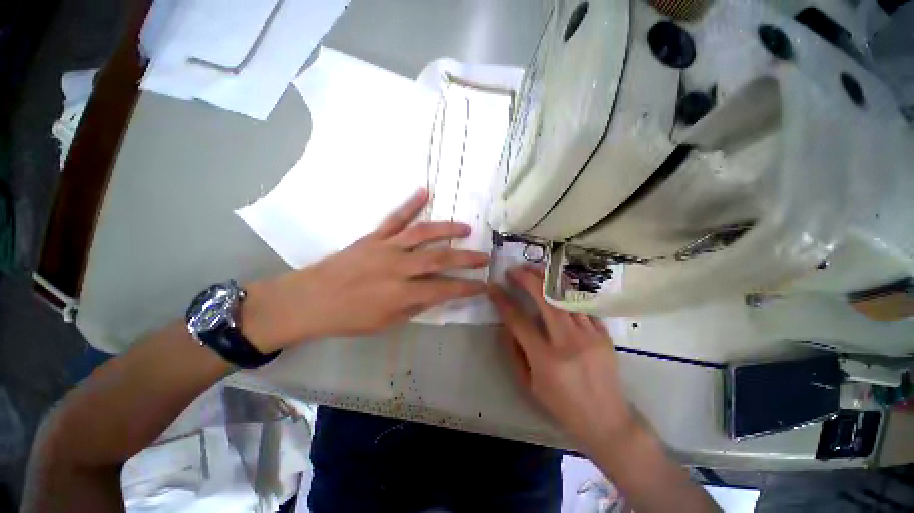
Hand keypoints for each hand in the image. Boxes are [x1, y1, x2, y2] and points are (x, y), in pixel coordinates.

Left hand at [243, 189, 488, 350]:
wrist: (309, 299)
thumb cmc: (348, 317)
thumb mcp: (385, 322)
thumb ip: (414, 306)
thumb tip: (435, 294)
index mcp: (401, 293)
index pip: (445, 289)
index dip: (467, 287)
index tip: (483, 285)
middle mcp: (398, 267)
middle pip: (440, 259)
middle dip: (466, 259)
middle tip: (484, 257)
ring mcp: (386, 248)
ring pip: (423, 234)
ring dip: (447, 230)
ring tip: (465, 228)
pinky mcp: (373, 237)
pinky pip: (395, 218)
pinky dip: (410, 204)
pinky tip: (424, 192)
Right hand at [489, 266, 637, 451]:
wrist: (607, 420)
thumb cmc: (562, 405)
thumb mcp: (529, 384)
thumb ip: (514, 351)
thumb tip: (506, 323)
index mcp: (546, 359)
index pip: (519, 320)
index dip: (503, 300)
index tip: (493, 287)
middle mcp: (569, 342)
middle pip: (546, 299)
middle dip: (527, 278)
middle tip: (514, 269)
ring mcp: (590, 335)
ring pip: (567, 296)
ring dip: (548, 279)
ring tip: (534, 269)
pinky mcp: (604, 334)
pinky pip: (583, 305)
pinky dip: (567, 292)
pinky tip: (557, 285)